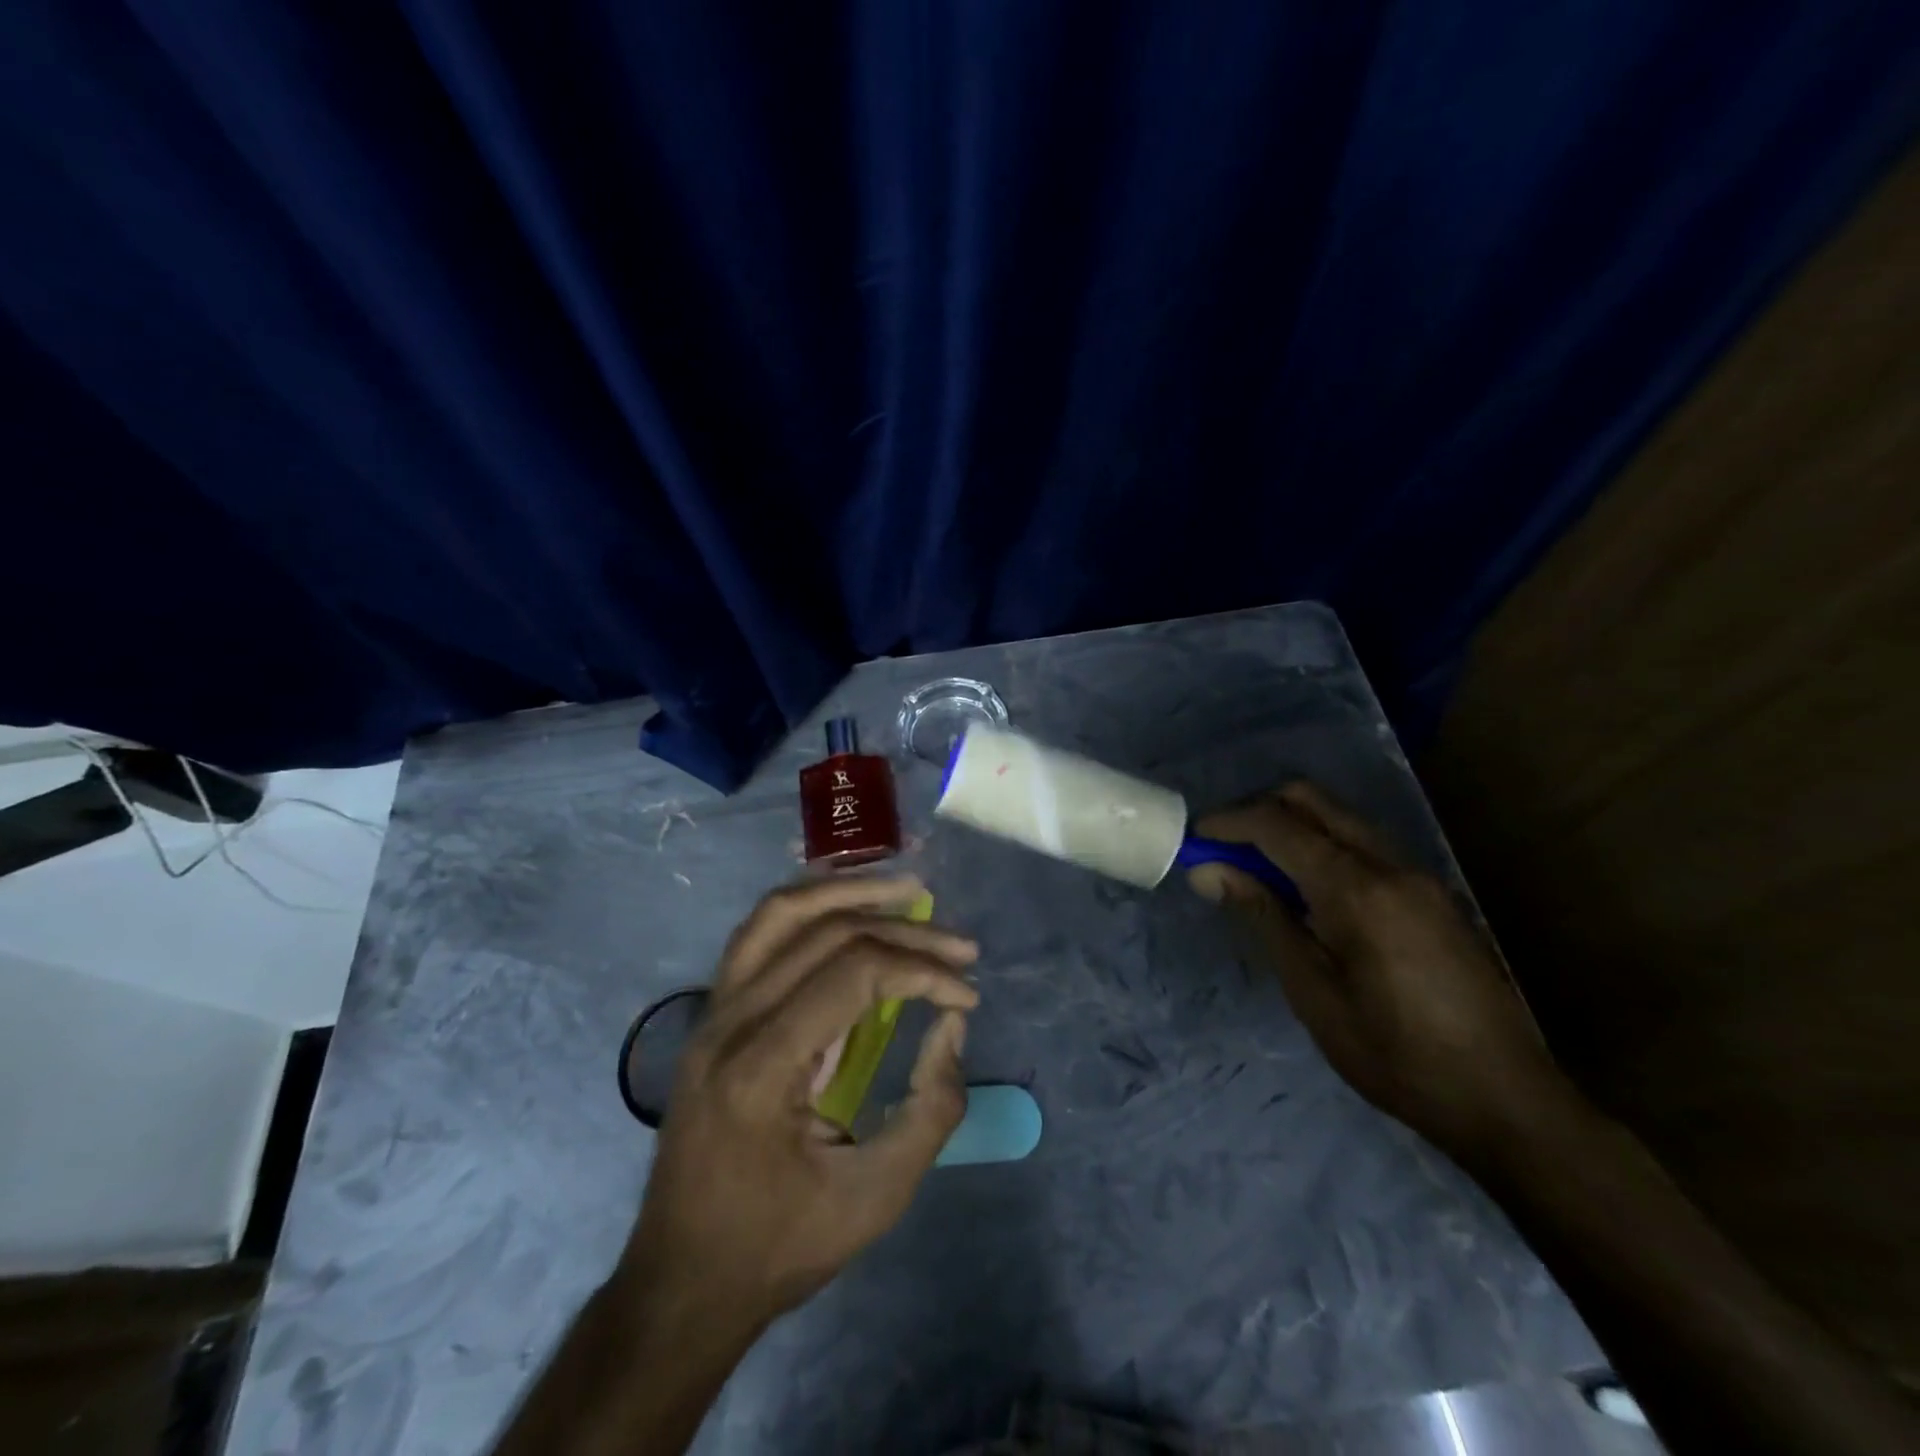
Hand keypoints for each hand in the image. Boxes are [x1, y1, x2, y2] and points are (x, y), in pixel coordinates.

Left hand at [618, 874, 978, 1328]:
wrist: (681, 1281)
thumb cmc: (780, 1246)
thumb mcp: (876, 1196)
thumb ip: (932, 1108)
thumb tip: (950, 1024)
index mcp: (761, 1067)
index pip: (854, 974)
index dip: (922, 971)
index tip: (967, 996)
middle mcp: (729, 1021)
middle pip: (826, 934)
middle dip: (904, 932)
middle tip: (960, 946)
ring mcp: (712, 1011)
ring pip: (781, 913)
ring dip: (849, 892)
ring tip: (907, 890)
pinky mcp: (713, 1012)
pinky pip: (761, 934)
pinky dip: (812, 909)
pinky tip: (849, 910)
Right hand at [1188, 782, 1568, 1162]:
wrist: (1507, 1101)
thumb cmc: (1394, 1056)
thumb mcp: (1312, 992)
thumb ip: (1263, 918)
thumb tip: (1209, 871)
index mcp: (1358, 889)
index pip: (1279, 825)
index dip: (1228, 823)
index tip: (1193, 838)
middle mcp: (1392, 865)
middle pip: (1312, 800)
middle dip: (1259, 811)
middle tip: (1224, 849)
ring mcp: (1419, 876)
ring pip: (1340, 819)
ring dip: (1292, 828)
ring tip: (1258, 873)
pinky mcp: (1433, 894)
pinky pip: (1364, 846)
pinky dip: (1323, 849)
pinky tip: (1309, 896)